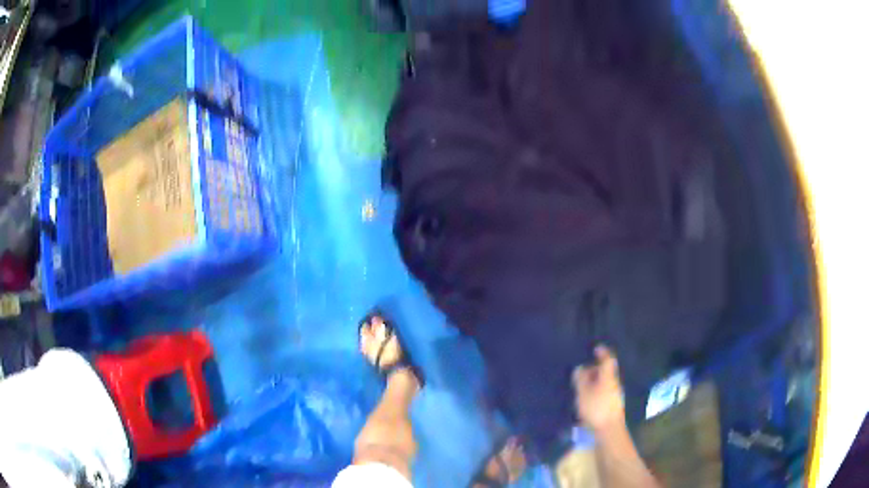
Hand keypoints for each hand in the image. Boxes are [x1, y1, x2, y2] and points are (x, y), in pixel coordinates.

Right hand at [573, 345, 625, 433]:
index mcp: (608, 376)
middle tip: (582, 371)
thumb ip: (581, 379)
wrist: (609, 430)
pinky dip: (596, 390)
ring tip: (581, 386)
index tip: (596, 348)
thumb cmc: (596, 408)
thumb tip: (580, 368)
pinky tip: (587, 398)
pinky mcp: (613, 405)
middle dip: (595, 369)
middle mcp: (614, 383)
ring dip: (595, 381)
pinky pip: (604, 391)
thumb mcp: (584, 393)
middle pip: (606, 371)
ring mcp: (615, 394)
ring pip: (605, 382)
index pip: (607, 359)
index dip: (602, 352)